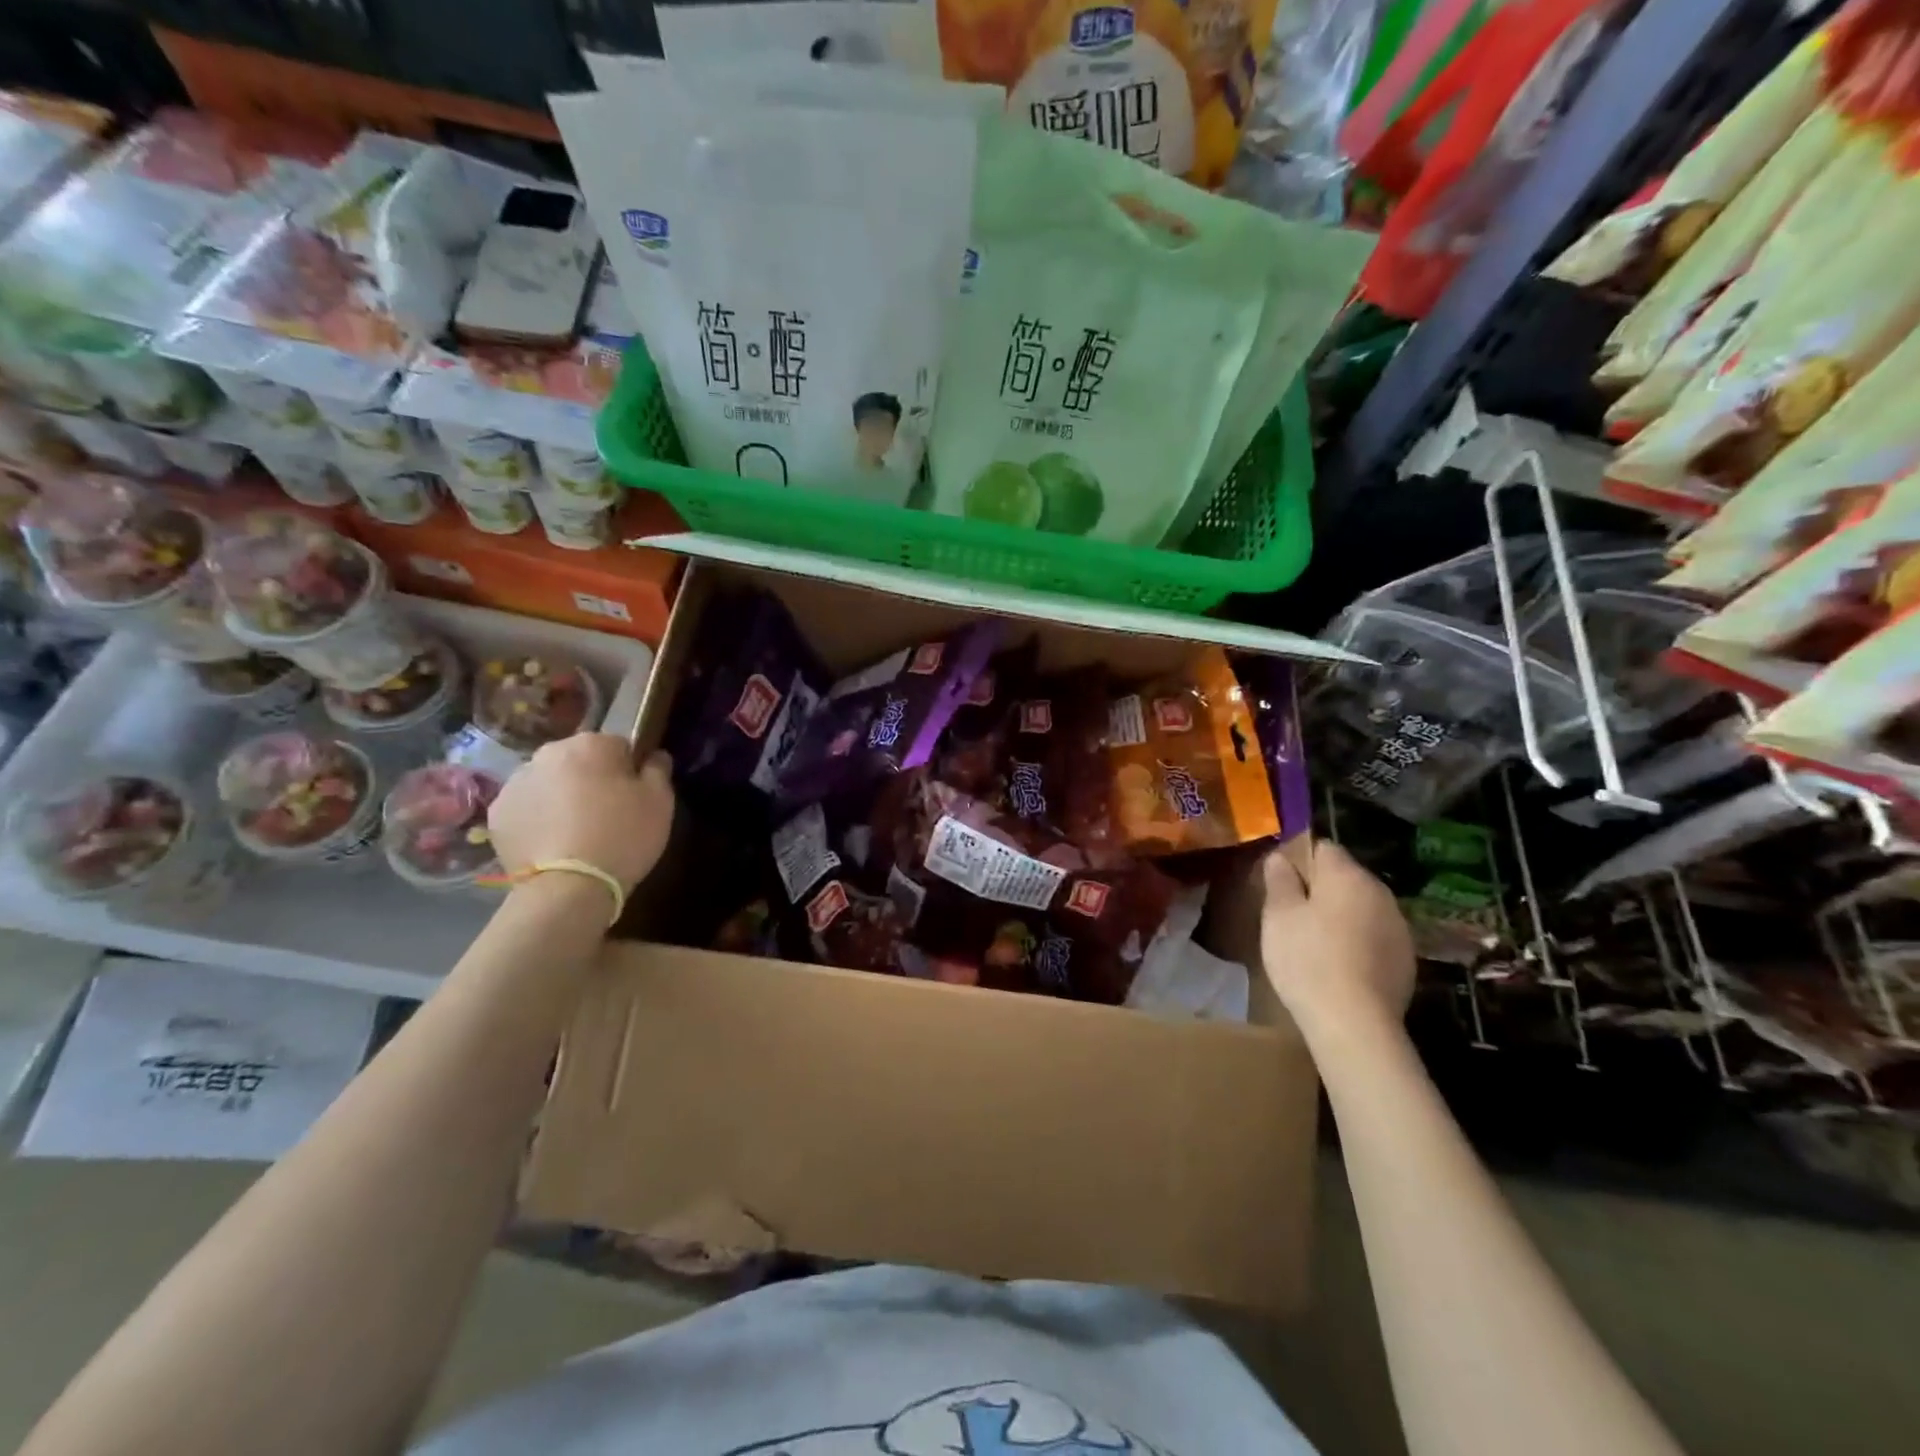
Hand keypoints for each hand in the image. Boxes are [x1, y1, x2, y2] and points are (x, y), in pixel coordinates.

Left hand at [488, 735, 673, 893]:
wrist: (569, 887)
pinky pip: (526, 808)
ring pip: (549, 783)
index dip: (629, 771)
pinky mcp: (497, 814)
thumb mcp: (660, 801)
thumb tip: (654, 755)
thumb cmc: (623, 836)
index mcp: (591, 744)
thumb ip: (658, 769)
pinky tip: (553, 843)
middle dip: (590, 780)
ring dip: (561, 798)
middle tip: (606, 815)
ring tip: (576, 833)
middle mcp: (548, 754)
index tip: (634, 797)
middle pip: (578, 761)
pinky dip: (538, 819)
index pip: (618, 746)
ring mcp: (516, 783)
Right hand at [1259, 840, 1414, 1045]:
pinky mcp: (1407, 960)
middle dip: (1320, 888)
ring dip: (1341, 915)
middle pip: (1345, 877)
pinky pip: (1375, 936)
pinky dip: (1358, 941)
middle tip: (1292, 914)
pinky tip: (1339, 965)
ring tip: (1315, 941)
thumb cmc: (1308, 960)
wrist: (1355, 1023)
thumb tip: (1281, 857)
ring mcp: (1399, 927)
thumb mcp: (1278, 916)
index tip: (1280, 882)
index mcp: (1348, 875)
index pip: (1323, 847)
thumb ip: (1279, 880)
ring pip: (1362, 907)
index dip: (1299, 859)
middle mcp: (1380, 893)